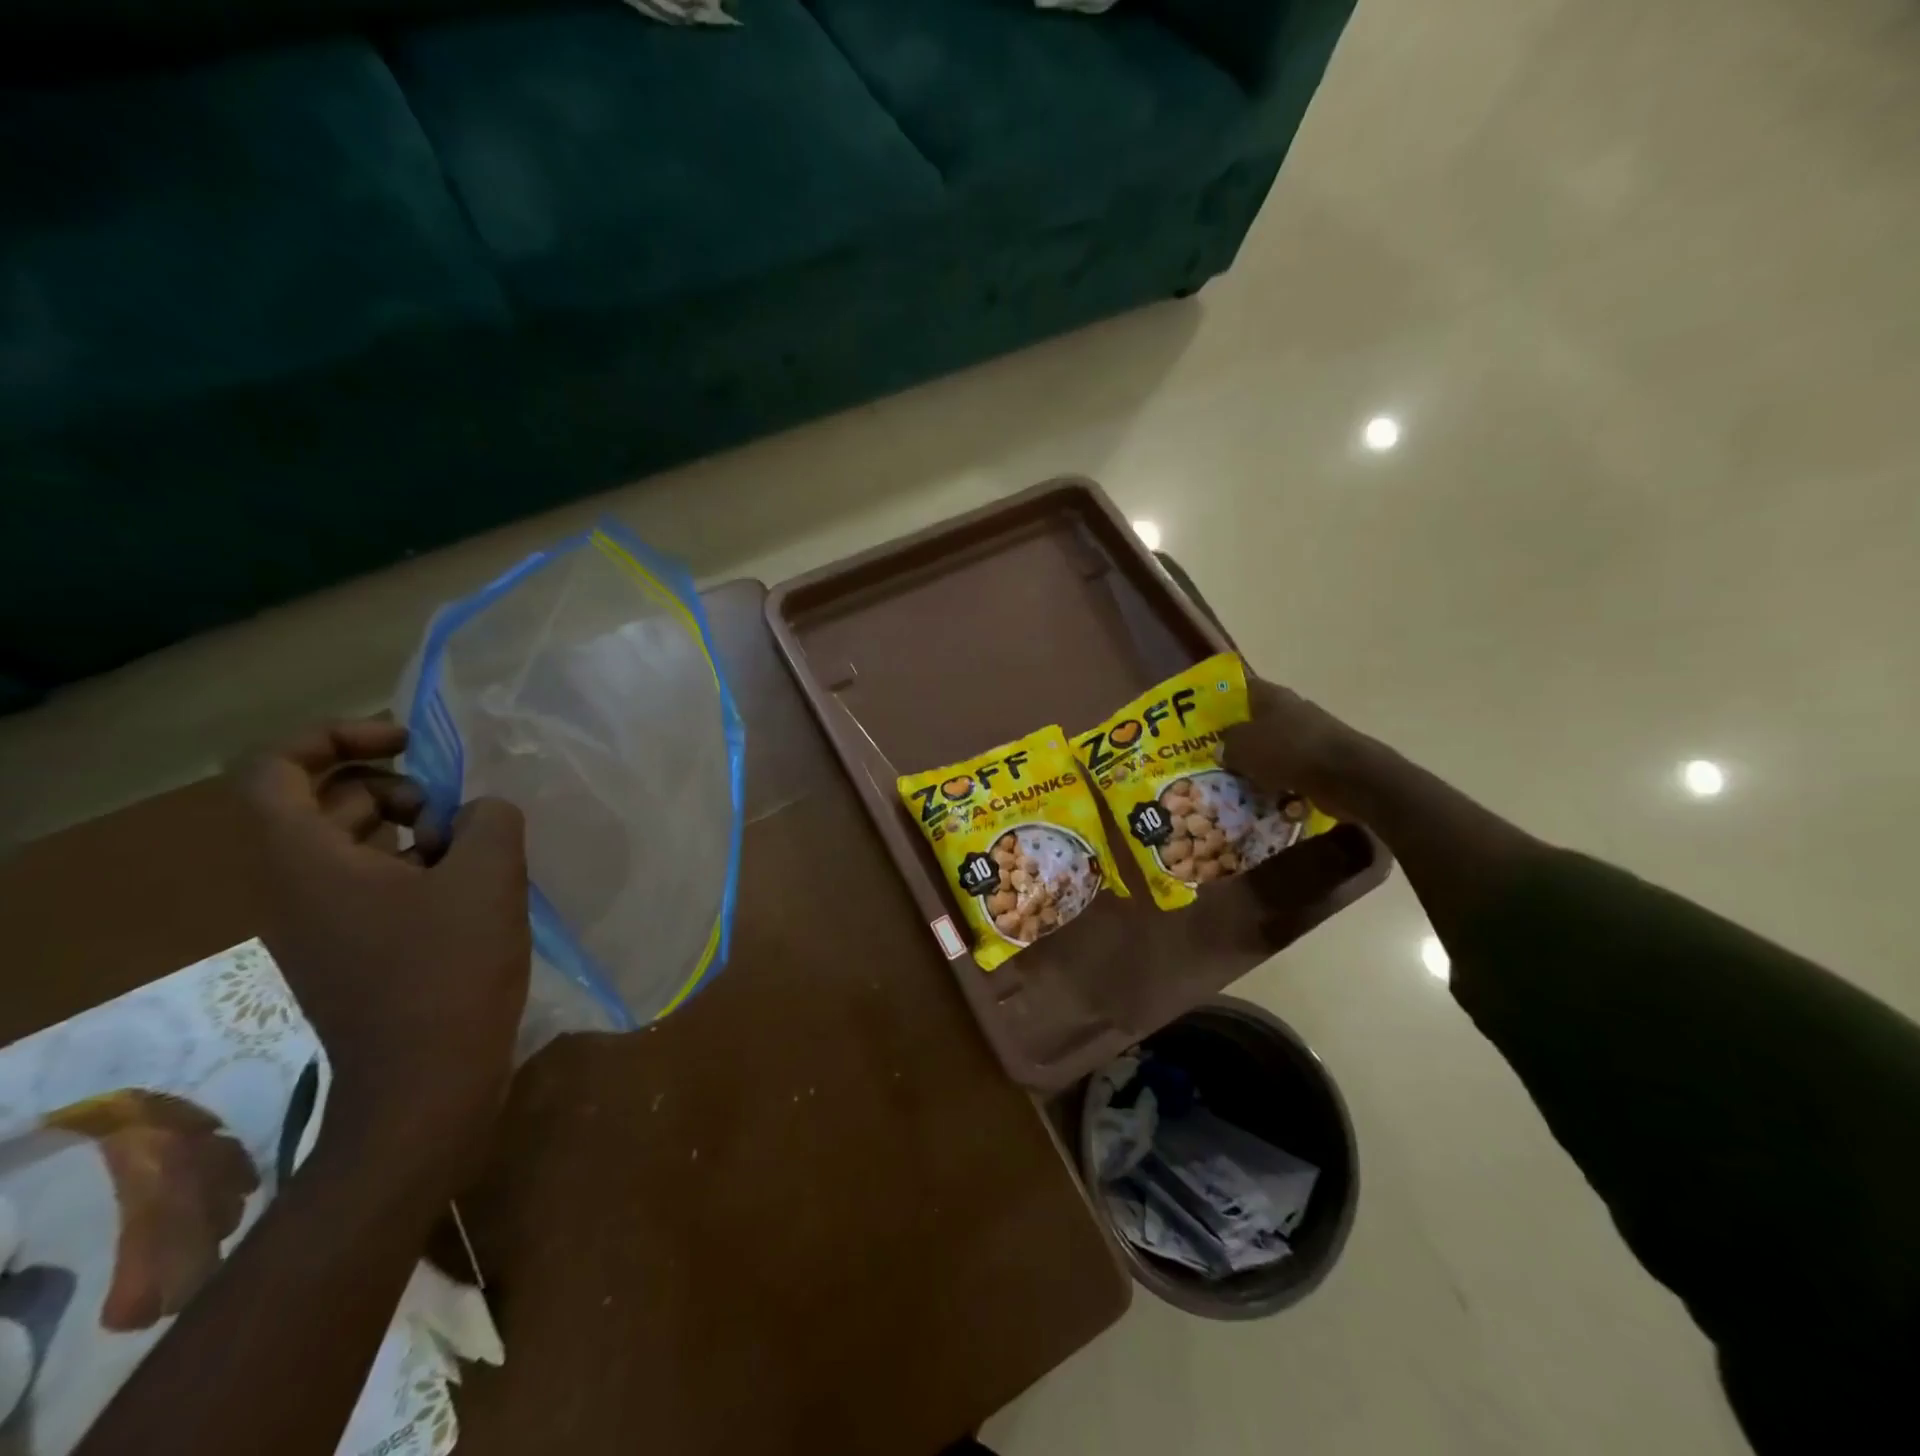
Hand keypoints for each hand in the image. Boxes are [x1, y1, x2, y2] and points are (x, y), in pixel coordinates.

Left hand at [233, 720, 529, 1186]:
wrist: (425, 1082)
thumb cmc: (450, 971)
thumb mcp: (489, 876)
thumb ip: (491, 818)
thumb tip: (481, 813)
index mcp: (306, 860)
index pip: (275, 767)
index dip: (336, 735)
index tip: (407, 741)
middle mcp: (295, 885)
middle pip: (324, 799)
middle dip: (395, 787)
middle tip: (456, 812)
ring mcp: (320, 920)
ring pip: (354, 840)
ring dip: (415, 828)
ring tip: (473, 852)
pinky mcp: (351, 947)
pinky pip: (372, 880)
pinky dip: (418, 866)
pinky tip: (471, 888)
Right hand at [1221, 675, 1378, 822]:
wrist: (1347, 776)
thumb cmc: (1288, 751)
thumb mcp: (1242, 746)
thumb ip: (1226, 745)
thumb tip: (1223, 749)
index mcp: (1271, 696)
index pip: (1240, 688)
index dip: (1220, 700)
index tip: (1202, 718)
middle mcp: (1291, 711)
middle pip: (1255, 722)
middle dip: (1237, 740)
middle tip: (1214, 757)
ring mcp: (1309, 736)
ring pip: (1272, 749)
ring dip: (1257, 765)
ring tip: (1235, 783)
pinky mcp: (1321, 762)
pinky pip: (1290, 772)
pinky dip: (1278, 783)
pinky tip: (1264, 798)